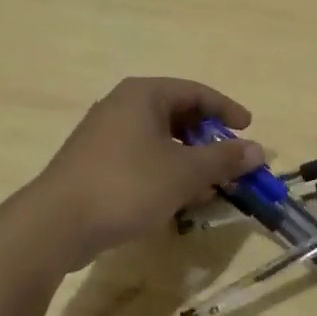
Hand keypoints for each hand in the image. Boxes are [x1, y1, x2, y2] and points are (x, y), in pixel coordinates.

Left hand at [28, 77, 264, 272]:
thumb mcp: (184, 173)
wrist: (57, 223)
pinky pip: (141, 158)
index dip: (227, 110)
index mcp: (144, 94)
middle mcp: (122, 105)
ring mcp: (105, 134)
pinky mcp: (95, 162)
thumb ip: (224, 159)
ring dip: (188, 161)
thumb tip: (259, 150)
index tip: (249, 130)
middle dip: (208, 141)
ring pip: (160, 140)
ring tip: (208, 188)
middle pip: (178, 115)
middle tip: (230, 163)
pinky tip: (176, 201)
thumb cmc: (127, 185)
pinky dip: (164, 172)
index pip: (196, 92)